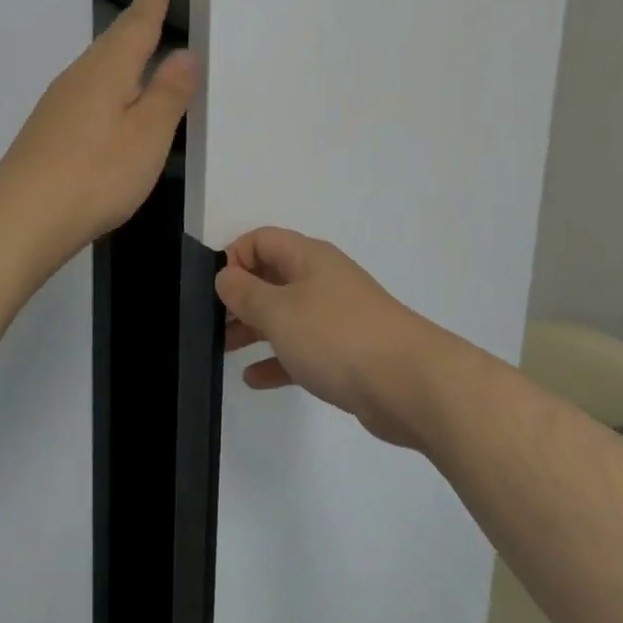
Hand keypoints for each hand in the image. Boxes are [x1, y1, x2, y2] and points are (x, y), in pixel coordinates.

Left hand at [0, 0, 199, 270]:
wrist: (20, 218)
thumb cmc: (95, 173)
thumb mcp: (147, 135)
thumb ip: (168, 92)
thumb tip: (186, 51)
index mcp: (108, 69)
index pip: (137, 23)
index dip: (154, 0)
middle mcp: (81, 75)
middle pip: (115, 39)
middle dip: (139, 20)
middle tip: (158, 1)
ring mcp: (60, 101)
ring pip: (100, 63)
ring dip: (124, 49)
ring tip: (145, 45)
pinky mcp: (51, 126)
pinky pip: (90, 86)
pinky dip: (111, 79)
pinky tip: (114, 98)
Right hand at [217, 228, 451, 448]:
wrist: (409, 382)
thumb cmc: (336, 336)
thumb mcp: (279, 311)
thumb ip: (245, 293)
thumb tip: (225, 275)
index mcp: (307, 257)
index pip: (261, 240)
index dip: (234, 257)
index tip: (213, 290)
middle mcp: (322, 279)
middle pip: (272, 276)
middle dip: (240, 297)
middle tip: (212, 324)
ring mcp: (336, 316)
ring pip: (286, 314)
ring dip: (254, 329)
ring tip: (224, 350)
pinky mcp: (346, 352)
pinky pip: (302, 349)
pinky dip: (278, 359)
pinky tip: (254, 379)